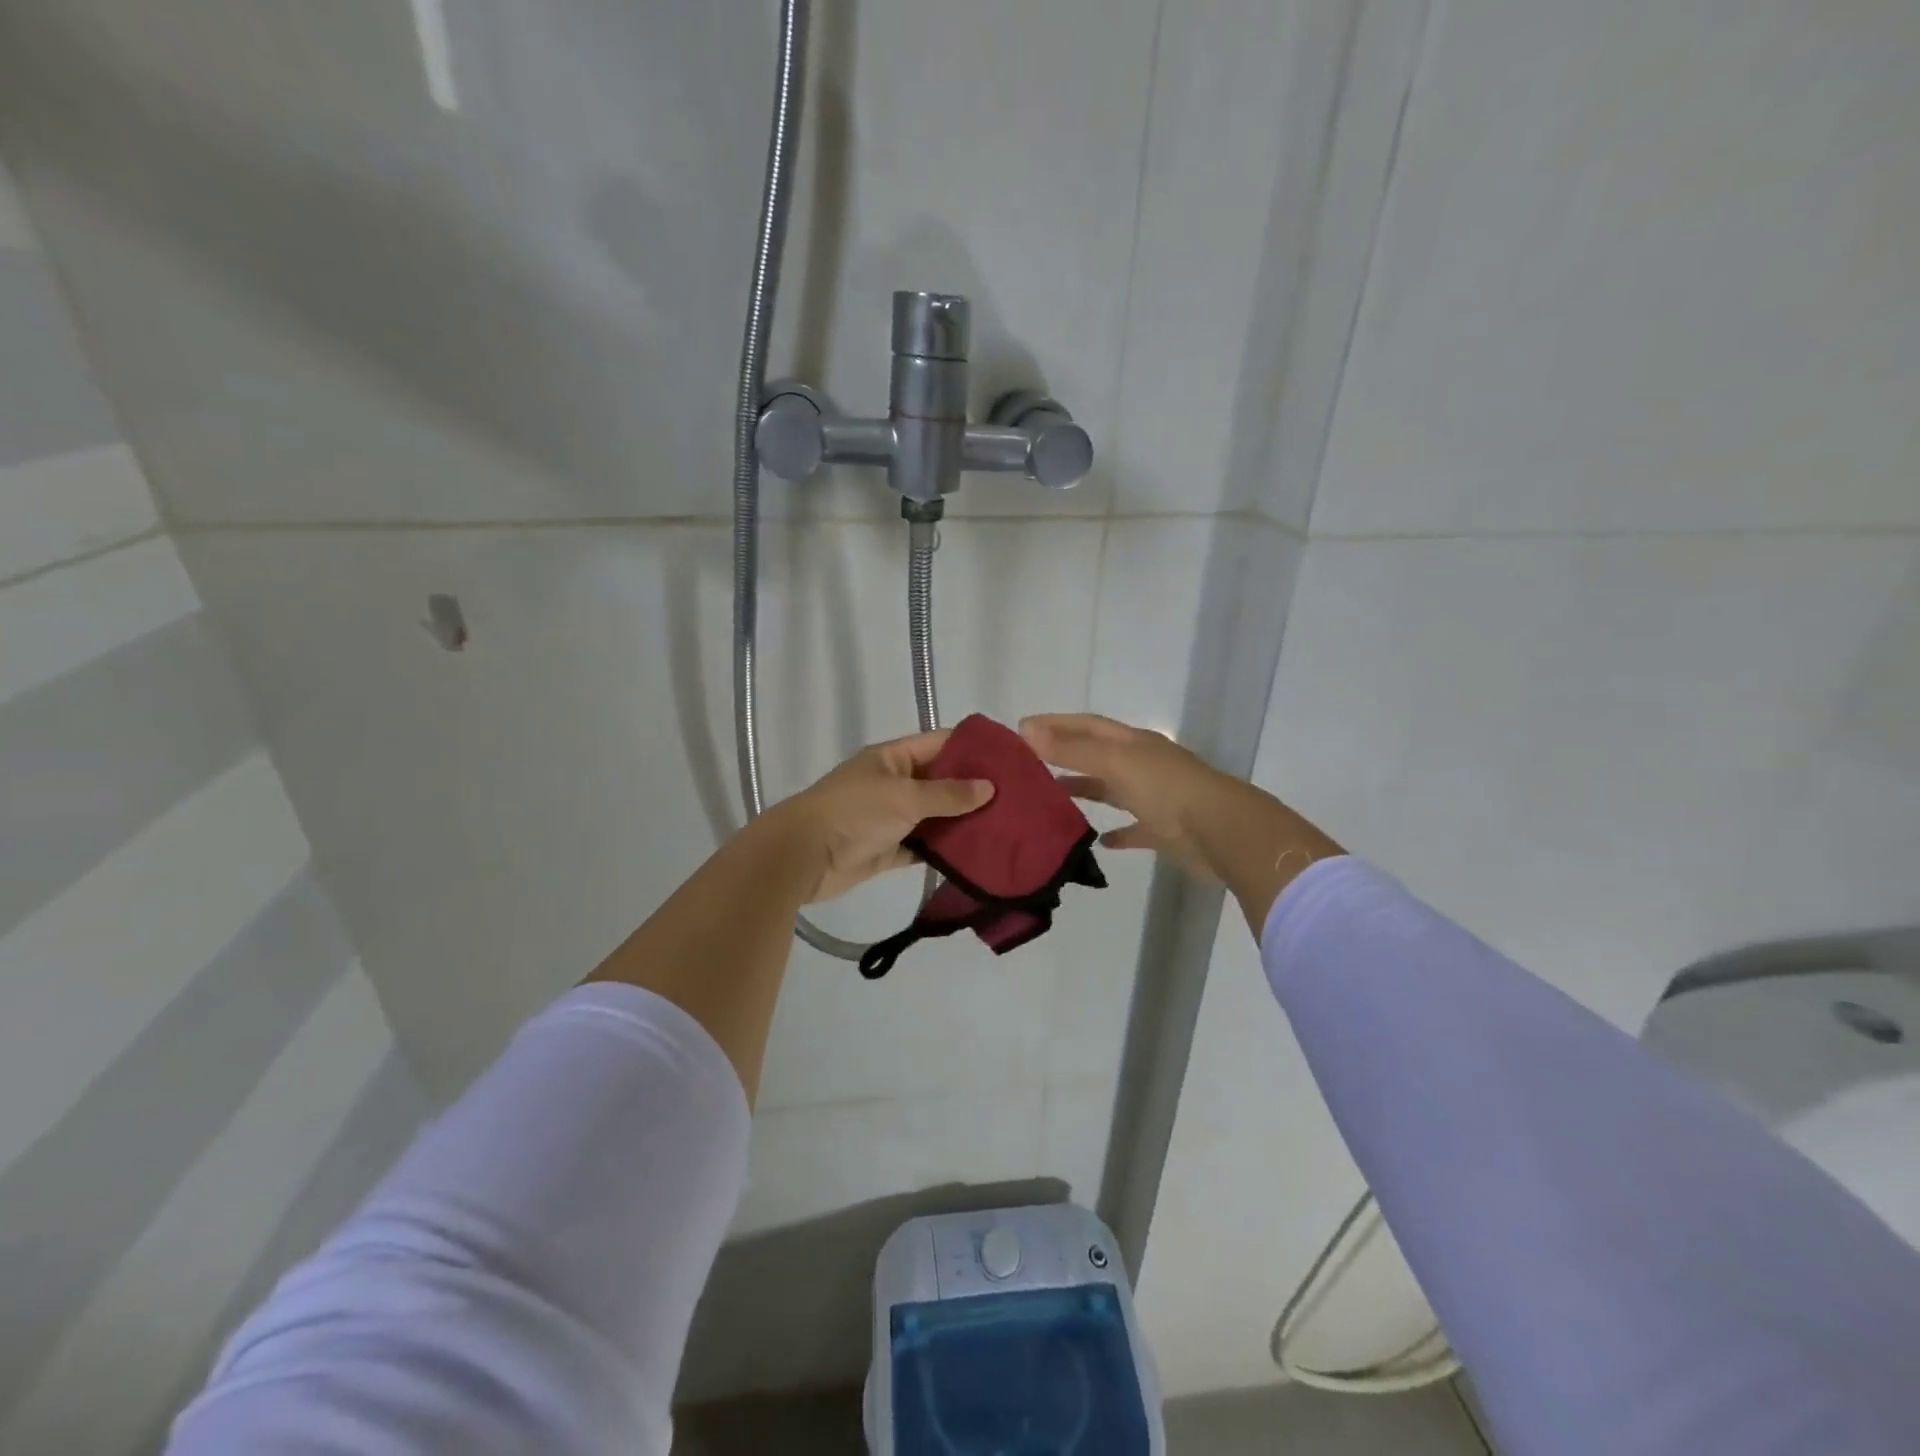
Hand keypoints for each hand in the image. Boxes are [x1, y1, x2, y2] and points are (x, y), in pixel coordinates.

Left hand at [770, 730, 994, 902]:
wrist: (803, 856)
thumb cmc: (855, 813)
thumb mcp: (905, 796)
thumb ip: (948, 794)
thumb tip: (989, 787)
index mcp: (893, 758)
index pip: (940, 743)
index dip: (974, 748)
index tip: (1010, 759)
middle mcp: (894, 783)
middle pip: (941, 781)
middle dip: (974, 789)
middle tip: (1018, 799)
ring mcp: (891, 817)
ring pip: (935, 816)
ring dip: (962, 822)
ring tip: (1006, 827)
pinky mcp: (889, 849)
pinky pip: (923, 846)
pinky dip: (944, 850)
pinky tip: (977, 855)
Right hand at [1021, 713, 1342, 931]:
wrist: (1223, 833)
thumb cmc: (1167, 790)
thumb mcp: (1115, 763)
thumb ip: (1072, 749)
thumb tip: (1027, 730)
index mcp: (1133, 743)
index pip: (1088, 725)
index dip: (1056, 724)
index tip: (1022, 728)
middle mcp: (1143, 765)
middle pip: (1098, 755)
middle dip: (1066, 755)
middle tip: (1030, 763)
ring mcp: (1155, 798)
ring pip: (1113, 790)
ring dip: (1086, 790)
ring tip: (1052, 797)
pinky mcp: (1164, 832)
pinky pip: (1134, 829)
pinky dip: (1116, 833)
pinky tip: (1098, 842)